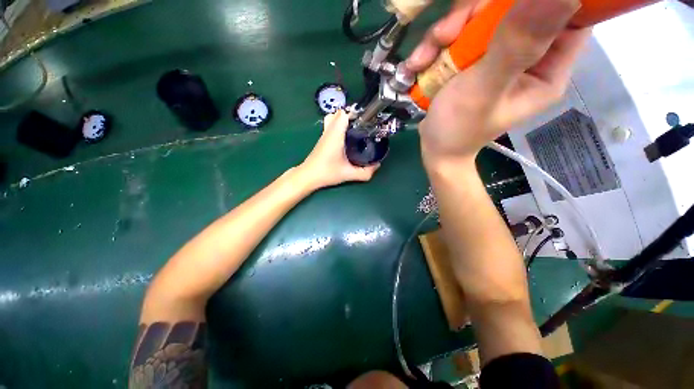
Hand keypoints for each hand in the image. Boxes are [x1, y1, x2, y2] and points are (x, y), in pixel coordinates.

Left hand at [299, 110, 379, 188]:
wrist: (308, 176)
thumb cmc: (327, 173)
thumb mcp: (348, 174)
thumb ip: (365, 172)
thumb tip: (377, 166)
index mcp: (335, 135)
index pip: (343, 114)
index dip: (355, 113)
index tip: (365, 119)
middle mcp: (329, 131)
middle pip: (338, 113)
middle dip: (351, 116)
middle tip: (362, 125)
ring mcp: (324, 134)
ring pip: (333, 118)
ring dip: (343, 120)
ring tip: (355, 129)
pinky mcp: (322, 139)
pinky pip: (330, 125)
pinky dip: (338, 126)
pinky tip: (346, 138)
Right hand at [410, 0, 590, 164]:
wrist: (433, 149)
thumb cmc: (458, 129)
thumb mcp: (485, 90)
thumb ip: (517, 45)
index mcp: (547, 69)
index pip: (569, 16)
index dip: (540, 2)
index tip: (503, 6)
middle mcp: (527, 56)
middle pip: (514, 8)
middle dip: (474, 16)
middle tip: (446, 36)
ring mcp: (497, 55)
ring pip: (480, 17)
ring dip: (446, 33)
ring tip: (423, 59)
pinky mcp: (473, 59)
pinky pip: (459, 34)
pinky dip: (435, 46)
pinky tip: (419, 64)